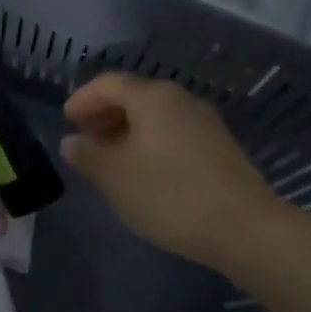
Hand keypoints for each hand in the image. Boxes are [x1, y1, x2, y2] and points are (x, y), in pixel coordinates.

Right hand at [61, 72, 278, 272]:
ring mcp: (205, 122)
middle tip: (85, 139)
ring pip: (156, 116)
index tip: (66, 120)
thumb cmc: (168, 195)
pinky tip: (144, 171)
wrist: (243, 228)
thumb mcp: (114, 177)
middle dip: (105, 114)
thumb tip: (72, 142)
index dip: (83, 99)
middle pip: (134, 96)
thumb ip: (87, 155)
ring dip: (128, 130)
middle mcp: (181, 100)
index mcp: (152, 98)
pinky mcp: (220, 147)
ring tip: (111, 159)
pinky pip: (174, 133)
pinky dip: (150, 142)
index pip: (108, 84)